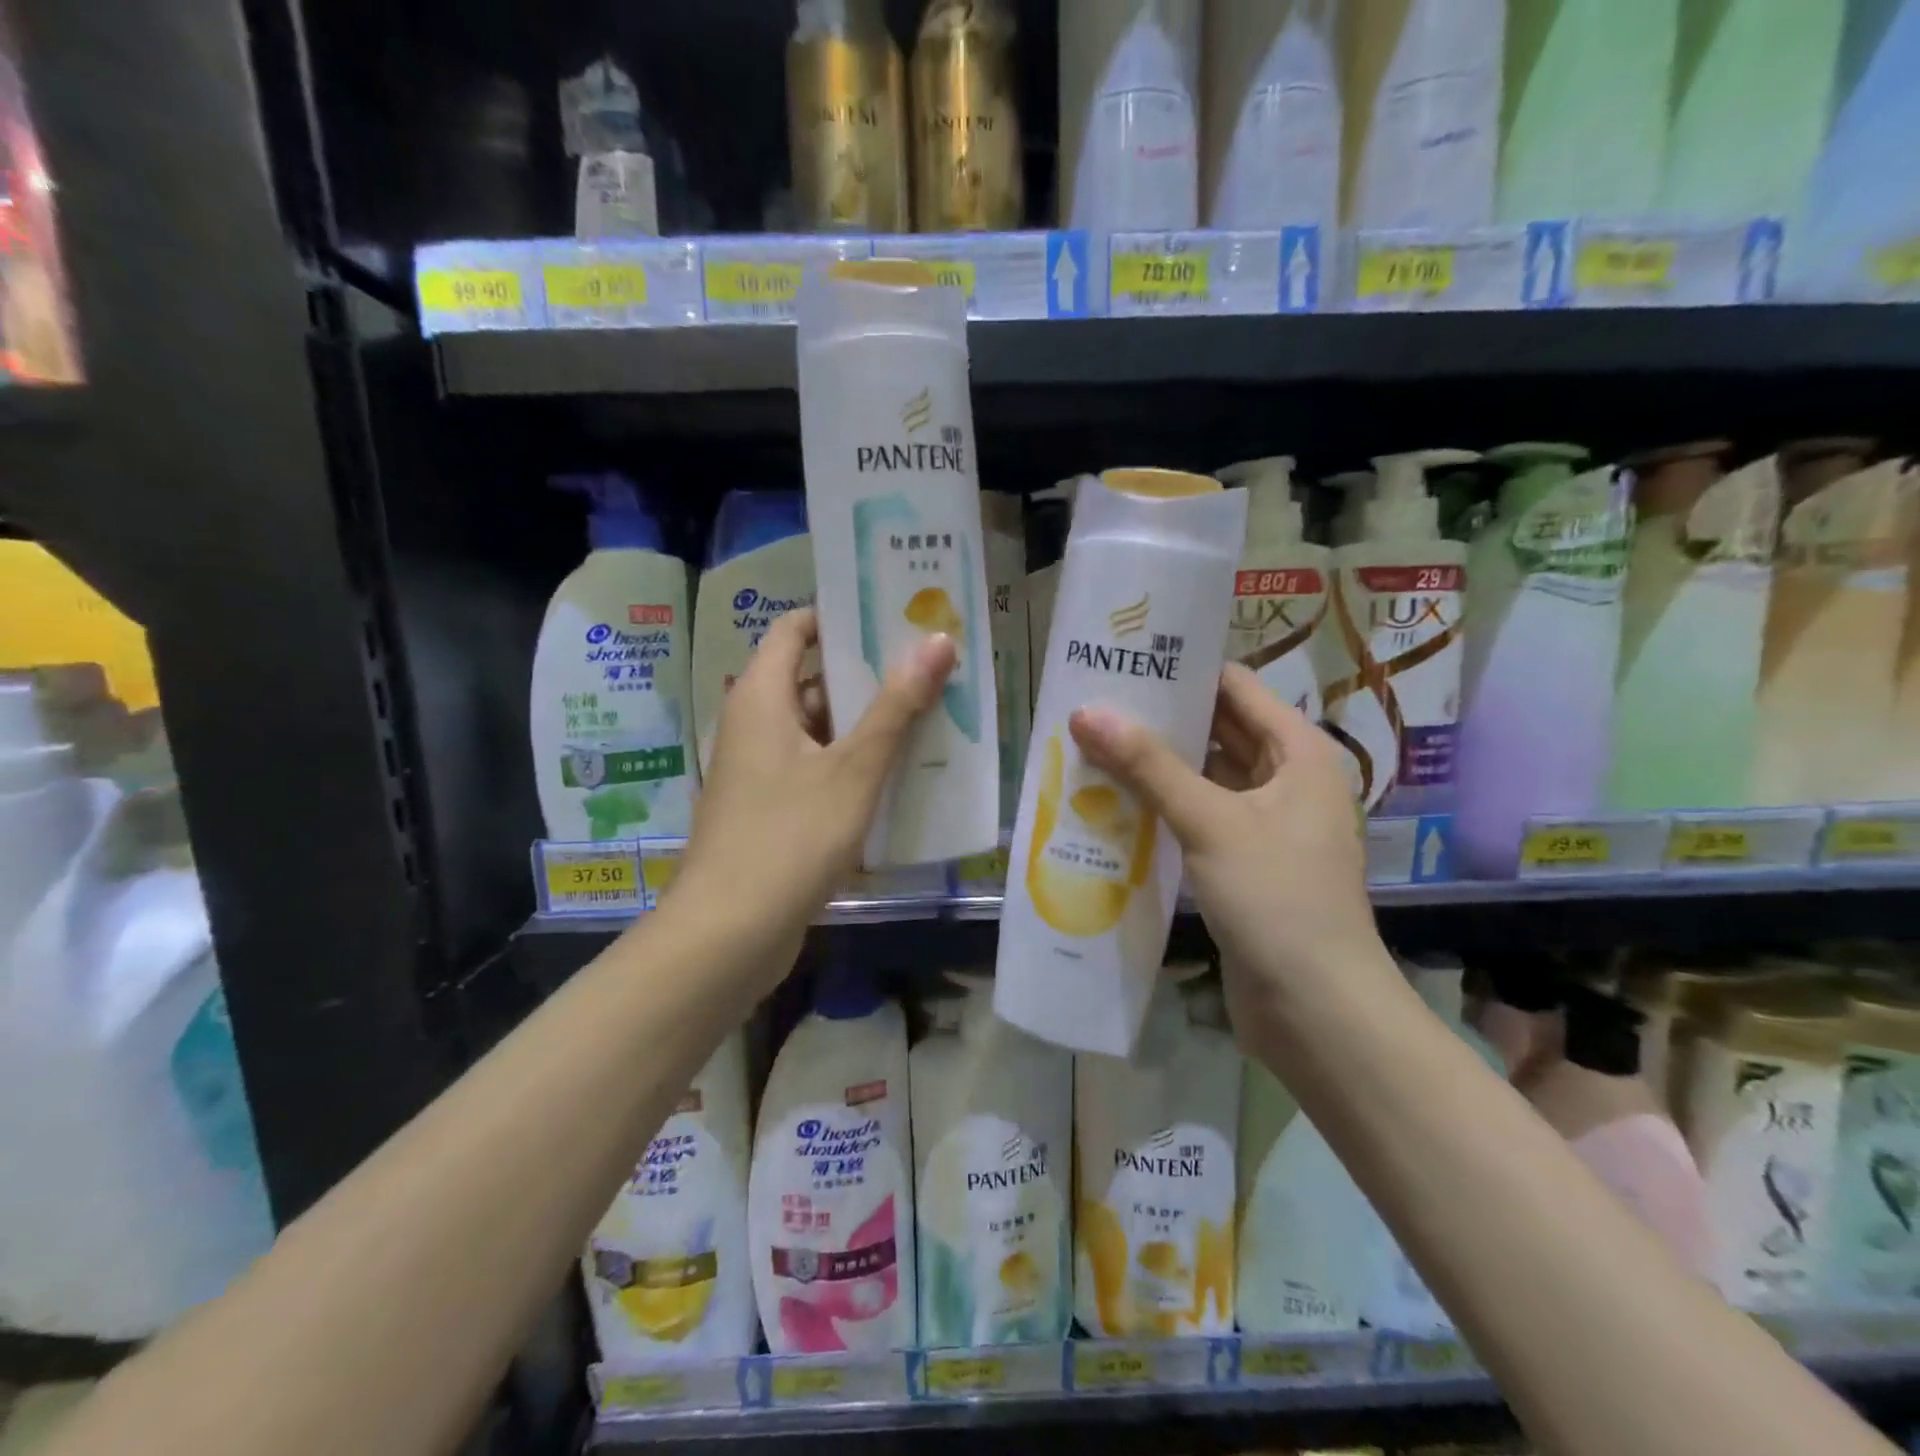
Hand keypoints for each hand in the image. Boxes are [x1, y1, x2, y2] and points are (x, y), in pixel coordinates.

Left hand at [675, 608, 955, 959]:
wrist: (729, 934)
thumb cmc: (789, 837)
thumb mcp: (853, 769)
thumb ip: (896, 705)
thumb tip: (936, 640)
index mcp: (761, 697)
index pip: (795, 629)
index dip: (839, 615)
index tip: (893, 614)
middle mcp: (754, 724)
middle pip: (811, 678)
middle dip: (867, 672)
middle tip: (928, 665)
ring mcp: (760, 770)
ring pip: (818, 728)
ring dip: (865, 722)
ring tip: (929, 714)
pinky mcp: (770, 809)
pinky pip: (815, 768)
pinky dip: (852, 764)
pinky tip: (900, 774)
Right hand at [1067, 664, 1383, 1043]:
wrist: (1316, 1010)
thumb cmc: (1277, 899)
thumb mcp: (1211, 822)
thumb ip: (1148, 766)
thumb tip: (1086, 712)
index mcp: (1298, 752)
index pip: (1234, 688)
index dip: (1182, 671)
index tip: (1124, 661)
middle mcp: (1285, 779)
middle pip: (1216, 731)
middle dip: (1159, 719)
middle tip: (1092, 703)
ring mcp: (1264, 824)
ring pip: (1202, 777)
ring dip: (1154, 766)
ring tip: (1089, 745)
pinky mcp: (1242, 863)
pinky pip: (1196, 818)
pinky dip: (1160, 807)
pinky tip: (1110, 802)